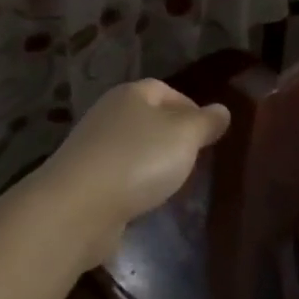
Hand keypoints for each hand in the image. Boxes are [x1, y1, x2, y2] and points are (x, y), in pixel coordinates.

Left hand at [32, 79, 229, 267]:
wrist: (77, 207)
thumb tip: (222, 110)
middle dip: (171, 136)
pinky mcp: (83, 180)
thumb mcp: (184, 136)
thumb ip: (205, 122)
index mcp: (132, 94)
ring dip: (151, 162)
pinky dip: (133, 184)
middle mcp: (108, 113)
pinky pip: (117, 175)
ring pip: (132, 147)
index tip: (208, 133)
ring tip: (173, 183)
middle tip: (194, 159)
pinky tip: (145, 201)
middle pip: (147, 118)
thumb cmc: (138, 160)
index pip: (166, 90)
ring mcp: (92, 147)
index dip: (189, 108)